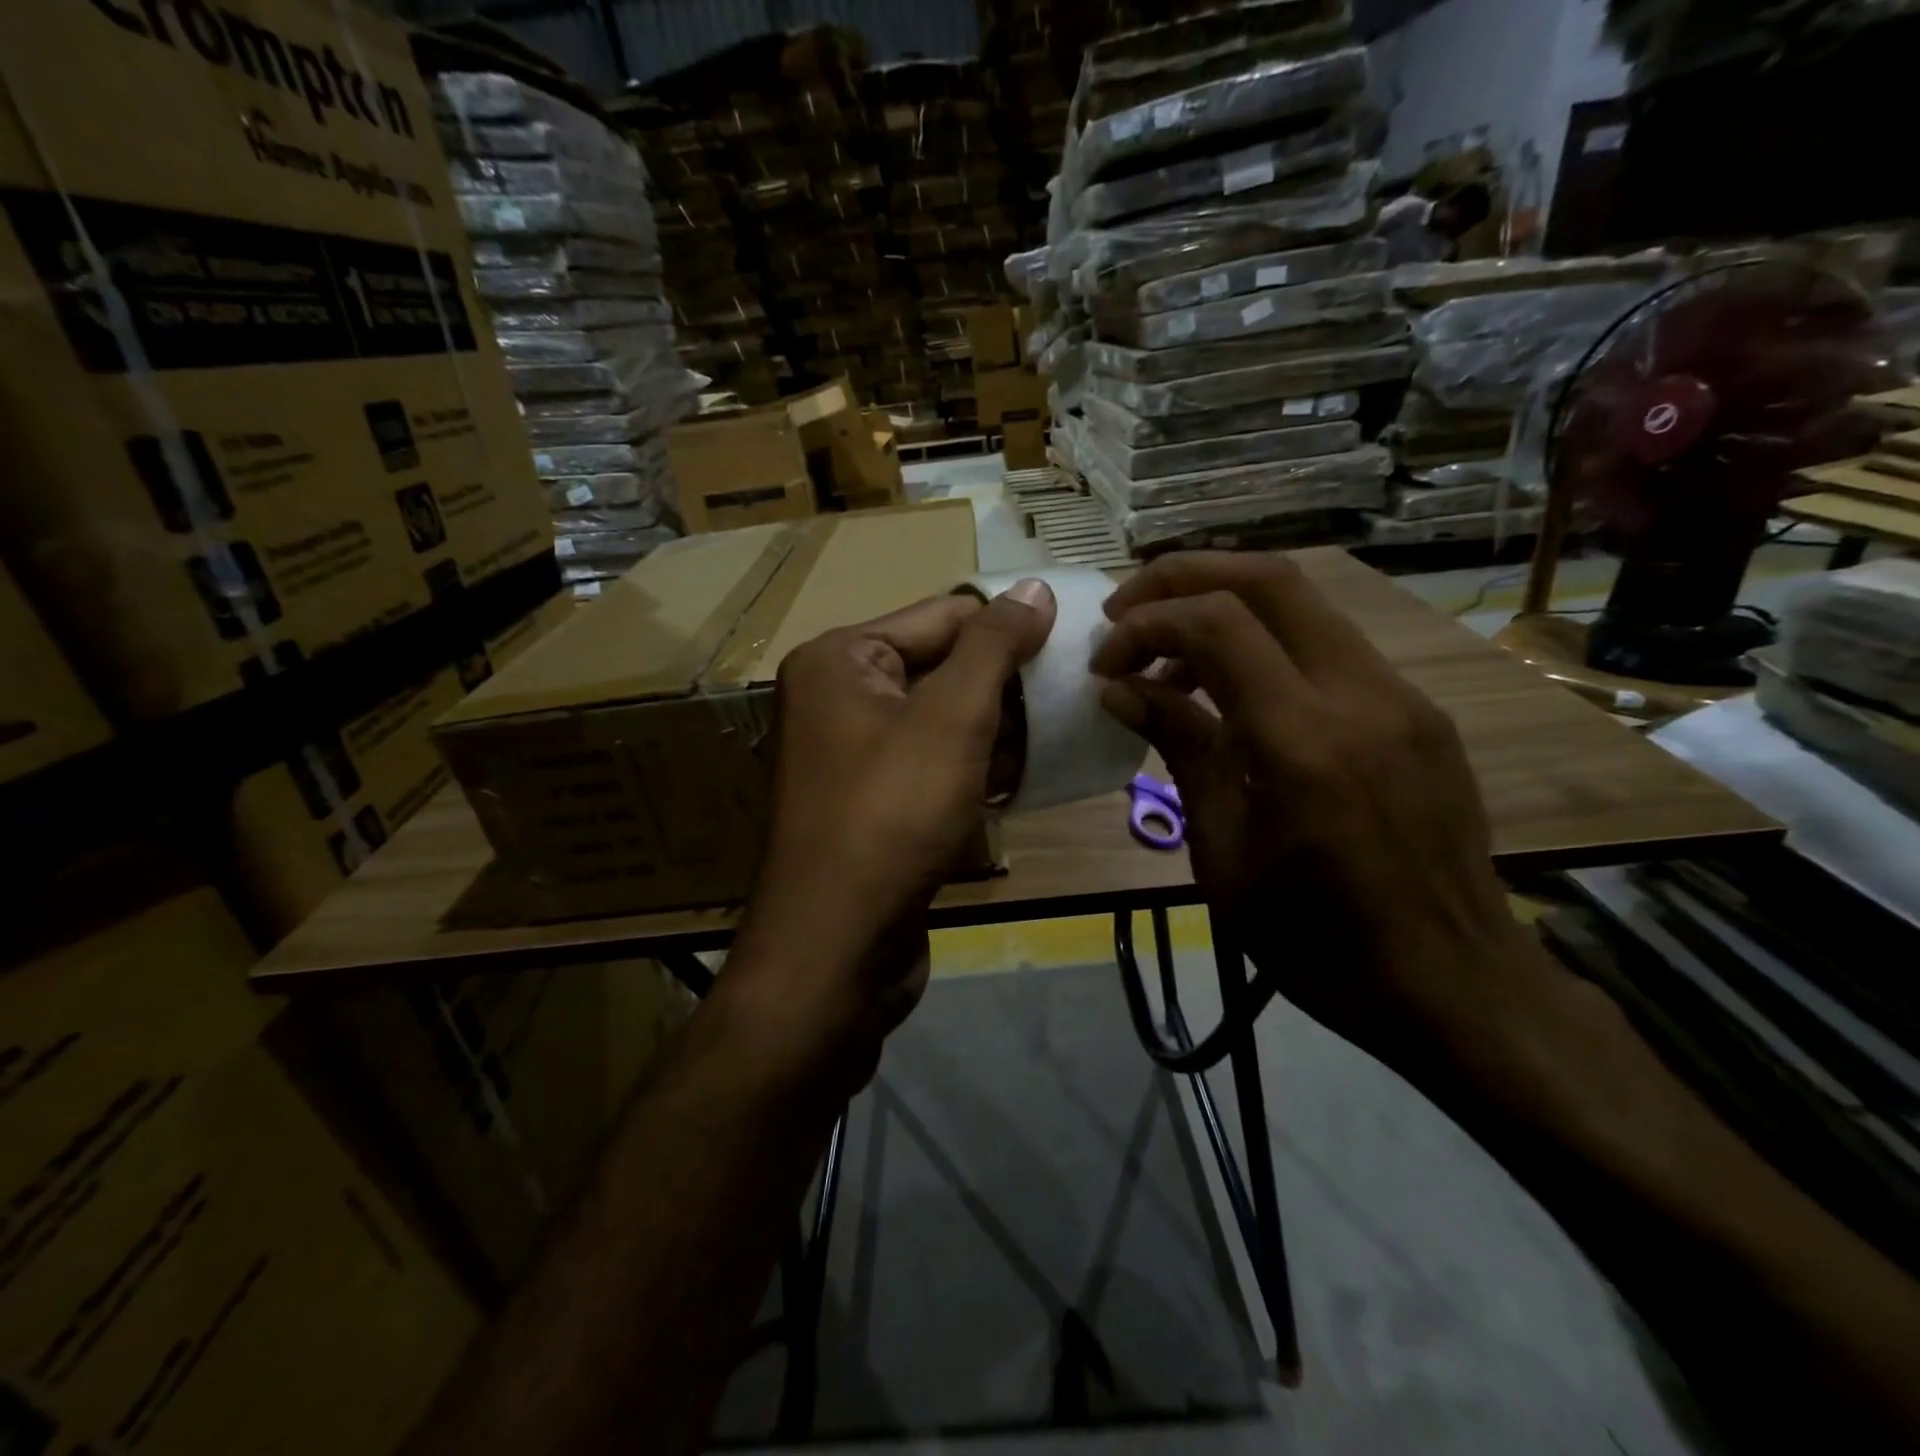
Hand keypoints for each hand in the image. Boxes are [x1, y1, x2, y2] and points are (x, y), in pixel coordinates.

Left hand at [728, 580, 1056, 1081]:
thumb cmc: (892, 815)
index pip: (941, 616)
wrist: (837, 949)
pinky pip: (932, 767)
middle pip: (941, 668)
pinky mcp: (871, 805)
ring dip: (998, 731)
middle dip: (1006, 686)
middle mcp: (837, 699)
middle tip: (1075, 694)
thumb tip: (1034, 590)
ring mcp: (851, 756)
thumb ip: (993, 647)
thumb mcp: (952, 717)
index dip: (1010, 627)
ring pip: (942, 722)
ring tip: (1059, 738)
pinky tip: (1022, 781)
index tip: (1075, 638)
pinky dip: (974, 769)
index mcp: (840, 660)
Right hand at [1092, 553, 1532, 1068]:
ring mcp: (1401, 697)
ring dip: (1223, 607)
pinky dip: (1266, 643)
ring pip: (1305, 603)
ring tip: (1169, 660)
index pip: (1215, 625)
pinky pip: (1331, 646)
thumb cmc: (1317, 941)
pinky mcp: (1418, 712)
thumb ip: (1180, 751)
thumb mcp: (1224, 854)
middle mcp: (1362, 695)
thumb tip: (1120, 689)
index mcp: (1304, 742)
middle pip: (1269, 578)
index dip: (1145, 626)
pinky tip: (1234, 691)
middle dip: (1183, 576)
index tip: (1104, 665)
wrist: (1454, 986)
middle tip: (1125, 610)